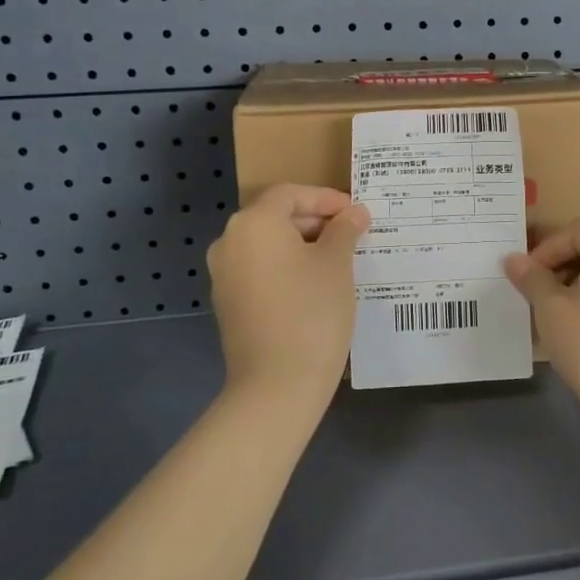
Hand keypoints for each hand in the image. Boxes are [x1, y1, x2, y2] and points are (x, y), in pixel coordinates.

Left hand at [207, 185, 369, 405]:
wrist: (276, 385)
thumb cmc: (311, 312)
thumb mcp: (336, 264)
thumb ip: (344, 230)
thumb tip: (354, 213)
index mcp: (253, 223)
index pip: (290, 194)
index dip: (326, 198)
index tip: (356, 213)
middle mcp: (229, 242)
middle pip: (275, 217)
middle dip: (314, 221)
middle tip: (351, 234)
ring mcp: (223, 275)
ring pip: (267, 245)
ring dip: (301, 245)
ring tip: (338, 259)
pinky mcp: (227, 303)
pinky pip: (259, 270)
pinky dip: (285, 268)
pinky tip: (314, 285)